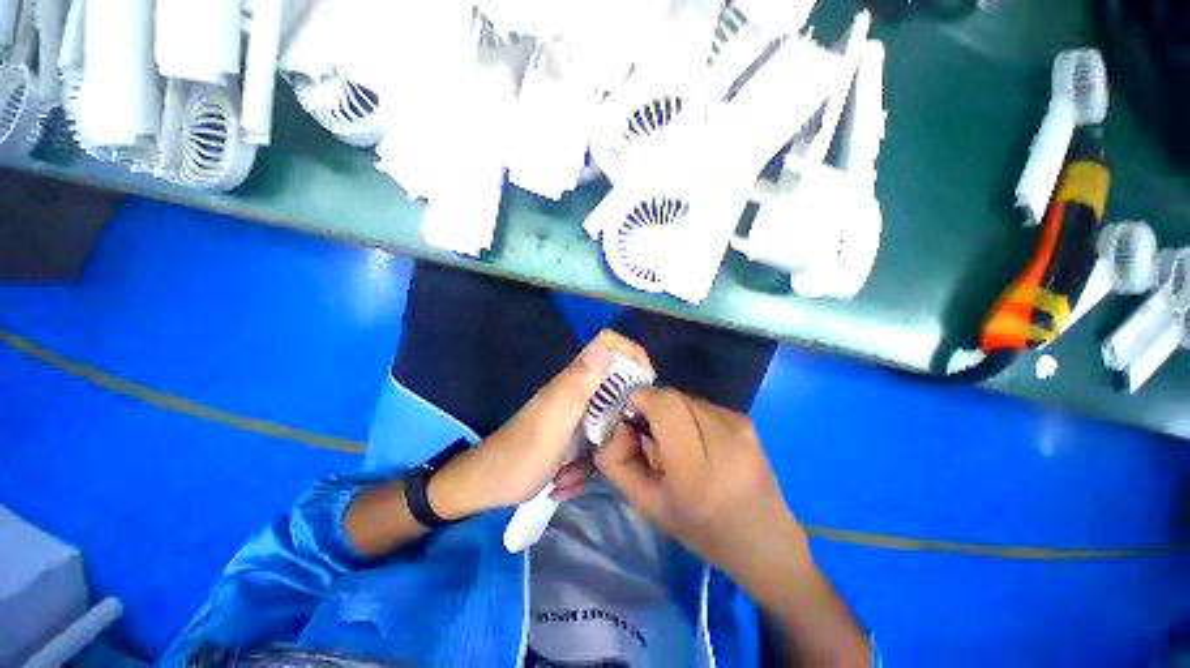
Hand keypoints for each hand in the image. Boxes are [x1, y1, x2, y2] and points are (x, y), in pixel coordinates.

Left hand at [429, 330, 652, 518]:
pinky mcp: (571, 434)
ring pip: (606, 420)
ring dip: (600, 450)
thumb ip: (578, 384)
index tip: (648, 381)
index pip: (607, 344)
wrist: (488, 486)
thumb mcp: (553, 420)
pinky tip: (566, 481)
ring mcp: (574, 414)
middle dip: (623, 414)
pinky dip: (585, 465)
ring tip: (577, 475)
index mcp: (573, 381)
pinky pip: (593, 442)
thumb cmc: (521, 454)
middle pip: (616, 384)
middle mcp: (576, 391)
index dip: (631, 352)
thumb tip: (604, 347)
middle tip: (624, 441)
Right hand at [594, 388, 808, 583]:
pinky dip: (689, 415)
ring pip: (686, 397)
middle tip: (651, 435)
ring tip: (677, 442)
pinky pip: (702, 404)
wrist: (765, 540)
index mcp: (696, 471)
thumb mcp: (647, 505)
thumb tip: (618, 423)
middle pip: (673, 396)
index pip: (664, 405)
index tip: (631, 416)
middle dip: (653, 407)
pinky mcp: (746, 420)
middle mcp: (724, 439)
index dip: (641, 400)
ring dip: (671, 412)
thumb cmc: (701, 530)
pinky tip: (698, 441)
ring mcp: (740, 426)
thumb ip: (617, 462)